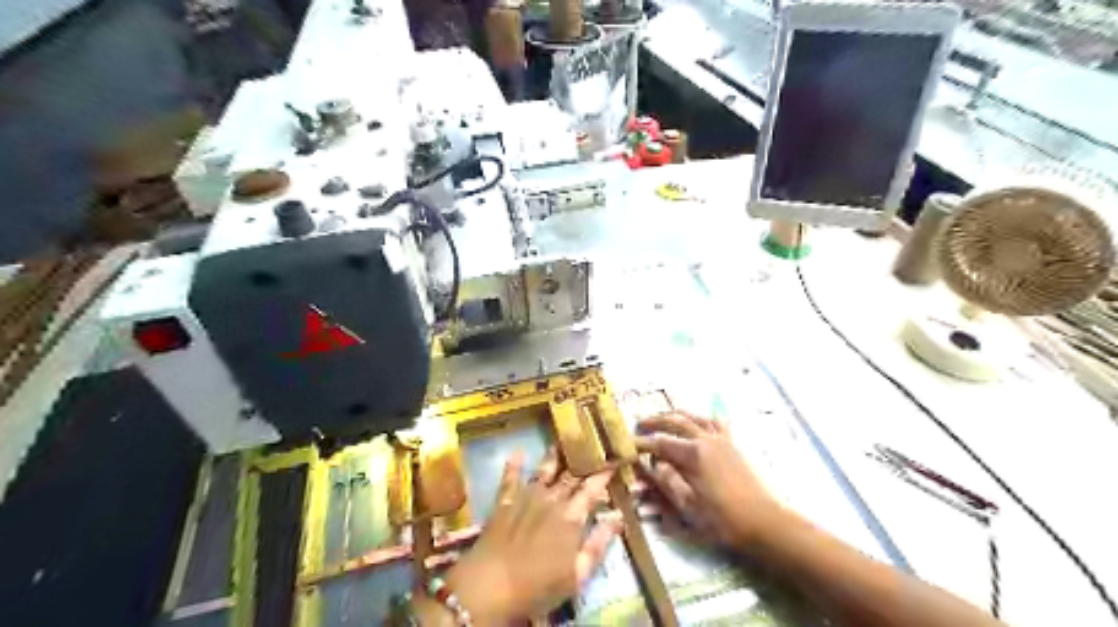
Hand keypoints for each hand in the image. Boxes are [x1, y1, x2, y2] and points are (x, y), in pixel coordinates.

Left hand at [443, 448, 620, 623]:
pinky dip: (514, 465)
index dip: (604, 473)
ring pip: (544, 471)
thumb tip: (618, 518)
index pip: (593, 488)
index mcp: (571, 517)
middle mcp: (551, 500)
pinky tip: (518, 452)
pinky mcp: (504, 502)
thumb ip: (599, 544)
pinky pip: (510, 478)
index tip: (614, 459)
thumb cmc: (538, 587)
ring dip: (554, 457)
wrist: (489, 587)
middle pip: (571, 476)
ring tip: (562, 442)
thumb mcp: (577, 575)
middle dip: (583, 462)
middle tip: (593, 447)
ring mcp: (526, 498)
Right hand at [632, 414, 778, 549]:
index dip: (641, 443)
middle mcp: (706, 439)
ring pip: (694, 417)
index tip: (626, 445)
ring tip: (663, 418)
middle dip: (655, 421)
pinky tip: (697, 421)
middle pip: (675, 421)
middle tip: (639, 425)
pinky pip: (715, 423)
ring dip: (676, 415)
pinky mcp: (733, 445)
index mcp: (693, 454)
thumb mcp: (688, 506)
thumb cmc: (723, 519)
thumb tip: (647, 466)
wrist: (764, 522)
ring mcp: (722, 439)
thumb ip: (665, 482)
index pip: (660, 442)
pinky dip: (701, 419)